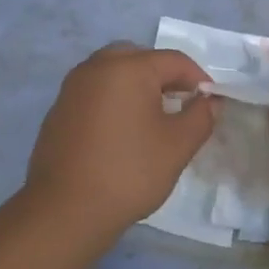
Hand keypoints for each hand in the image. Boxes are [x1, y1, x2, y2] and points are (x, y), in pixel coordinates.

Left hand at [24, 44, 216, 242]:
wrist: (66, 210)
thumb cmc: (130, 172)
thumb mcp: (178, 145)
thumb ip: (201, 116)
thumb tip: (209, 101)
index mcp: (128, 68)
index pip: (174, 60)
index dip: (198, 79)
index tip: (210, 103)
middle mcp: (96, 67)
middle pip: (139, 58)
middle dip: (164, 76)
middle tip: (181, 104)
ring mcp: (72, 88)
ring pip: (113, 73)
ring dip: (137, 86)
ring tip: (153, 118)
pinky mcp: (59, 110)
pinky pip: (94, 92)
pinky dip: (113, 101)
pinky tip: (122, 133)